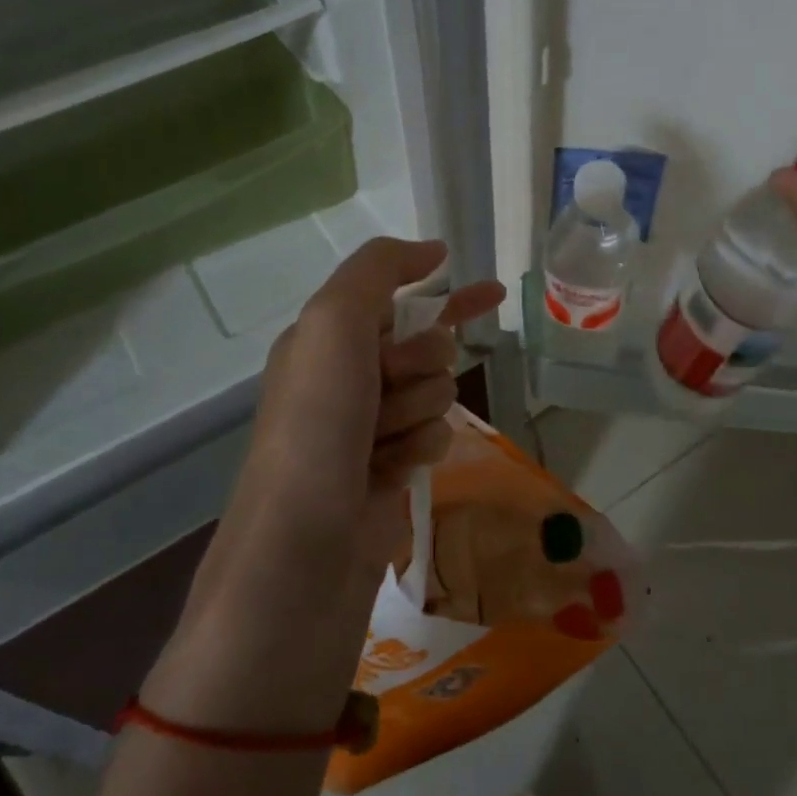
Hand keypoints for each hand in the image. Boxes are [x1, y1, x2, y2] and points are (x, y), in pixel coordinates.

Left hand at [213, 239, 505, 591]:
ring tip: (382, 440)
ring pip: (437, 392)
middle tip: (389, 386)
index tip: (491, 293)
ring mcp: (369, 426)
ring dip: (419, 410)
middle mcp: (347, 378)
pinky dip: (421, 448)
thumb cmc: (317, 423)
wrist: (305, 545)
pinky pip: (435, 437)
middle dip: (421, 363)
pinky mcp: (390, 469)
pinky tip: (394, 471)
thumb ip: (378, 271)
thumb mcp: (334, 323)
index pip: (398, 300)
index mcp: (326, 339)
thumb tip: (432, 250)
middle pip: (428, 347)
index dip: (444, 295)